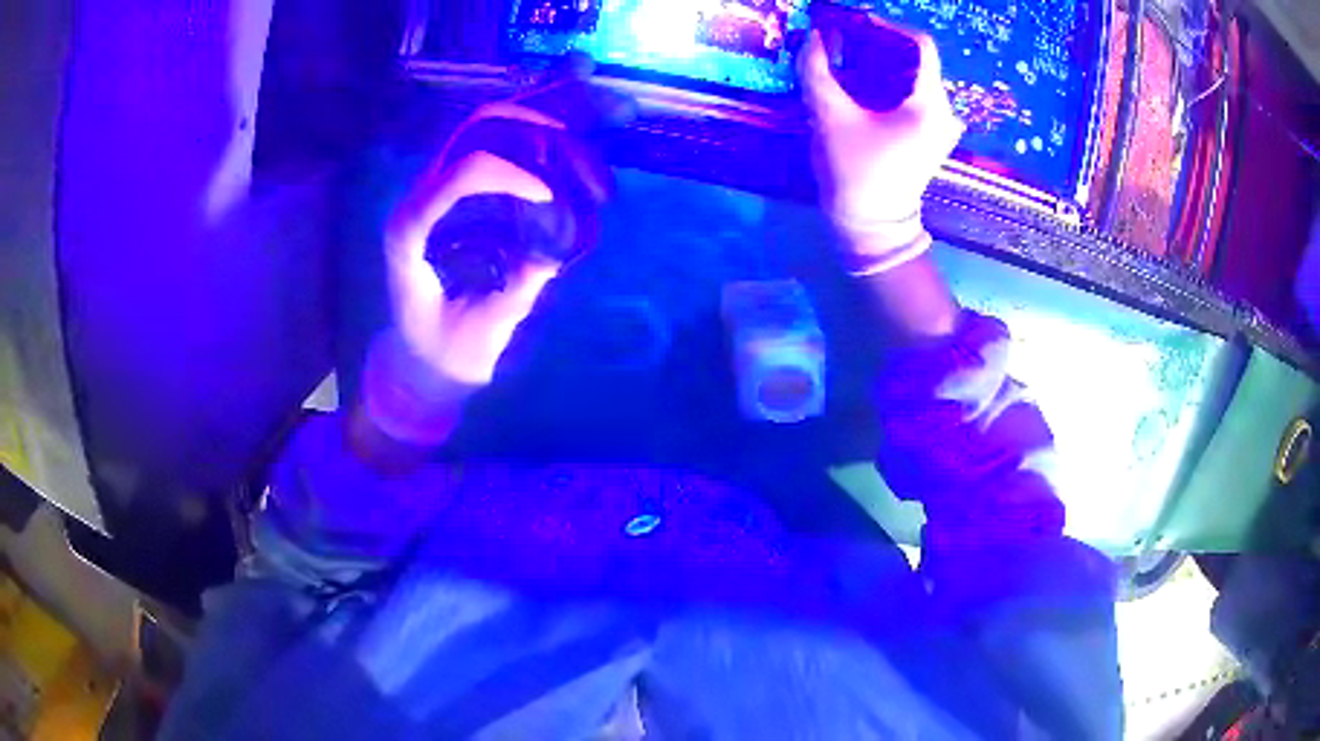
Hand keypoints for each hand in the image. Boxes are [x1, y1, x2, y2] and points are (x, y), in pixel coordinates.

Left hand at [383, 107, 564, 385]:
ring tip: (587, 90)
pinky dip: (538, 120)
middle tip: (588, 130)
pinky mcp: (463, 189)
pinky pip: (502, 139)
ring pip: (493, 121)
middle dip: (538, 121)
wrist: (418, 356)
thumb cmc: (443, 350)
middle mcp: (424, 193)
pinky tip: (571, 107)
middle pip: (479, 127)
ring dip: (544, 108)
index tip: (552, 198)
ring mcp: (443, 185)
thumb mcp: (479, 333)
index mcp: (413, 229)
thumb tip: (558, 246)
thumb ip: (516, 291)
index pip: (461, 172)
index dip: (510, 175)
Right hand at [801, 24, 962, 271]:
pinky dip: (887, 81)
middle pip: (916, 59)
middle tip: (842, 40)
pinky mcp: (930, 135)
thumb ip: (817, 70)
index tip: (854, 24)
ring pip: (913, 76)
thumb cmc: (855, 172)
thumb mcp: (830, 117)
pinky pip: (912, 94)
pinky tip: (860, 84)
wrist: (872, 227)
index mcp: (930, 104)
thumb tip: (813, 36)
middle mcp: (945, 111)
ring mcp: (940, 125)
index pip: (921, 45)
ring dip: (880, 62)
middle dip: (878, 44)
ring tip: (846, 59)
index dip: (887, 26)